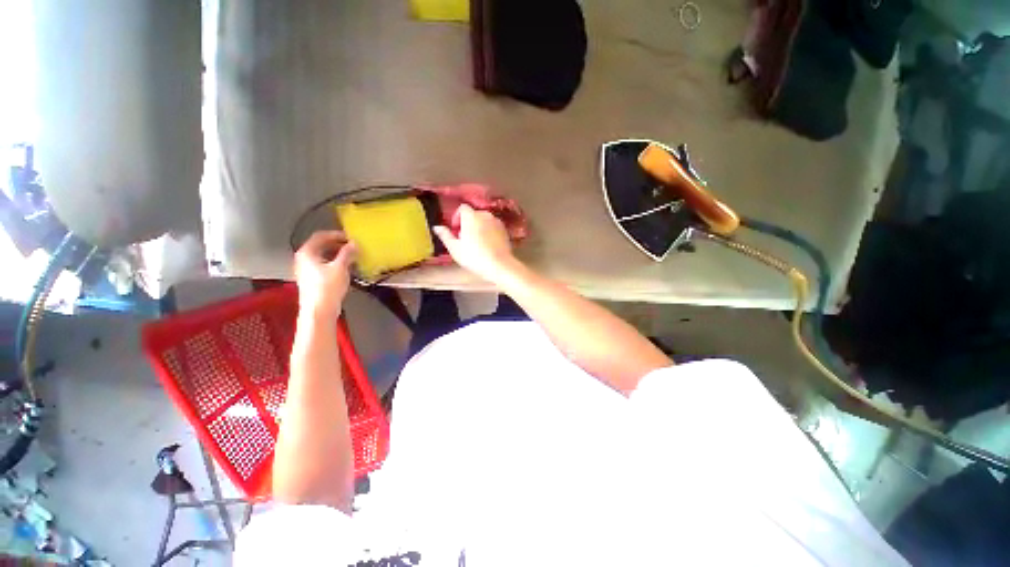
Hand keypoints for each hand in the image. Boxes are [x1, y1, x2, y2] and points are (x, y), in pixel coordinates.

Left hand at [294, 231, 356, 316]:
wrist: (319, 310)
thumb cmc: (327, 287)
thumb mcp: (340, 267)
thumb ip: (347, 253)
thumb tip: (354, 244)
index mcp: (306, 253)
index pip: (320, 236)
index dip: (336, 234)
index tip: (350, 237)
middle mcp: (303, 259)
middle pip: (321, 246)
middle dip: (338, 245)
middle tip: (352, 246)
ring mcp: (306, 270)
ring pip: (323, 256)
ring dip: (337, 254)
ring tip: (352, 256)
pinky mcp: (312, 280)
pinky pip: (324, 265)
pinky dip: (335, 263)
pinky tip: (346, 268)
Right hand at [433, 204, 517, 282]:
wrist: (499, 265)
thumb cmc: (474, 257)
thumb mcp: (455, 248)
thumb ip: (445, 235)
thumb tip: (437, 227)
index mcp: (471, 216)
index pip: (462, 208)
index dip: (457, 217)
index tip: (455, 230)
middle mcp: (485, 215)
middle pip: (473, 214)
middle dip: (467, 223)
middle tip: (464, 239)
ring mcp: (497, 222)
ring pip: (484, 220)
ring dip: (478, 227)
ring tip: (476, 243)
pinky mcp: (505, 230)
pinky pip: (493, 227)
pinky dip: (488, 232)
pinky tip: (487, 245)